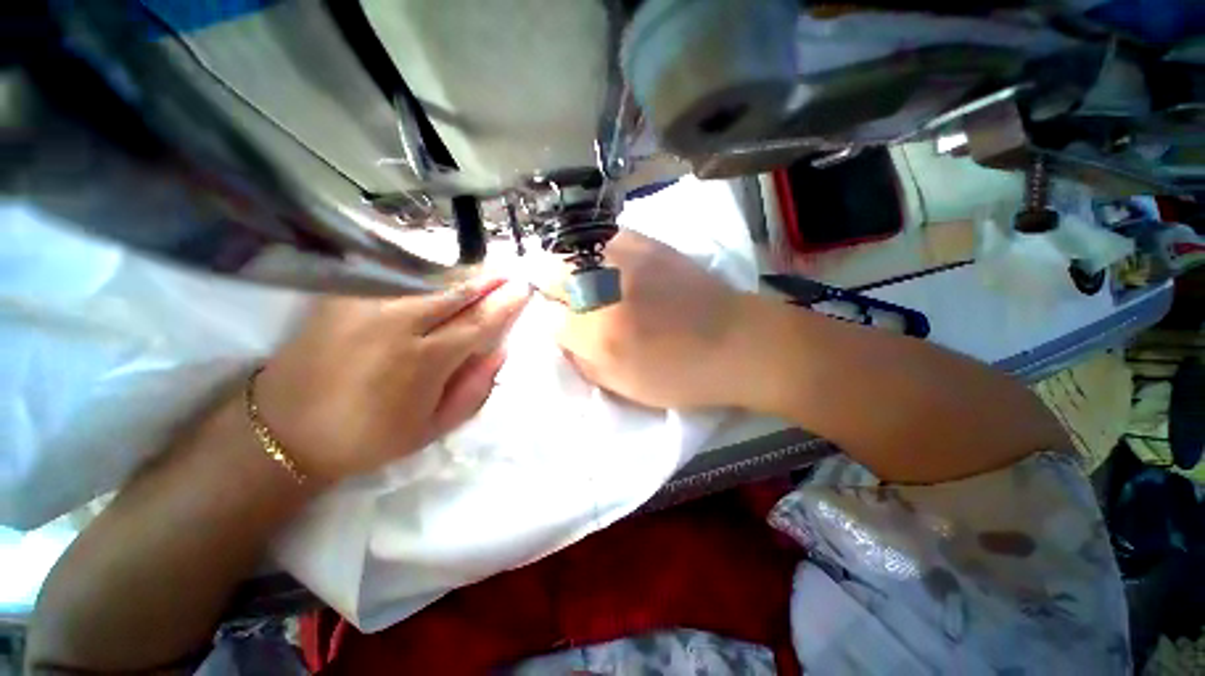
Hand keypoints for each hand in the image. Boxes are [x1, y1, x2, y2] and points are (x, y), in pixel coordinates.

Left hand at [253, 276, 530, 482]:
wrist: (284, 431)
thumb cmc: (368, 437)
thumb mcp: (434, 429)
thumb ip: (475, 389)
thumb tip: (499, 350)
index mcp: (422, 362)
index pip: (478, 323)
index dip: (505, 305)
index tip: (524, 290)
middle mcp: (395, 325)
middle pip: (456, 293)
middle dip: (488, 281)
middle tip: (510, 275)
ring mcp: (364, 305)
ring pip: (428, 281)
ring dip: (462, 276)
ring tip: (485, 274)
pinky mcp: (341, 297)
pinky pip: (397, 278)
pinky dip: (427, 276)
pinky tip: (443, 277)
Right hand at [543, 231, 756, 408]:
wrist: (735, 340)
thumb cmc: (679, 374)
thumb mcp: (620, 384)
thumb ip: (580, 358)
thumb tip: (559, 331)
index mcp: (597, 331)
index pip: (544, 314)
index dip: (548, 319)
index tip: (559, 323)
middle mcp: (604, 287)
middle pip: (549, 270)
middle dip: (549, 286)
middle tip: (567, 300)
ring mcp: (625, 256)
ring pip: (571, 249)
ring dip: (568, 266)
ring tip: (584, 282)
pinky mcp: (646, 241)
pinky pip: (601, 238)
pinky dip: (594, 252)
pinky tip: (608, 266)